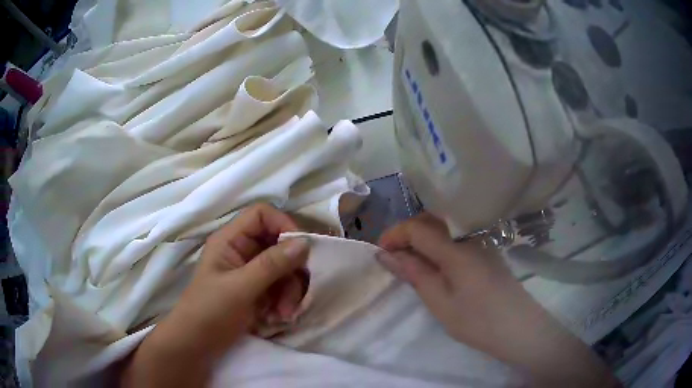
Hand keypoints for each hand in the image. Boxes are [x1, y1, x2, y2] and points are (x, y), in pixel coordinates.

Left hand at [122, 204, 309, 386]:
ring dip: (290, 291)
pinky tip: (278, 318)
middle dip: (292, 270)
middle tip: (296, 294)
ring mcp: (251, 273)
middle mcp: (242, 251)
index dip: (284, 225)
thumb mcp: (240, 288)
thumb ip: (272, 265)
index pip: (262, 215)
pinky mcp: (257, 292)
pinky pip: (281, 288)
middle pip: (279, 245)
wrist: (196, 345)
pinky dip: (285, 302)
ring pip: (284, 269)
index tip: (302, 250)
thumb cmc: (209, 312)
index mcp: (231, 240)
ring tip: (284, 315)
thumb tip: (304, 243)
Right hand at [377, 213, 619, 387]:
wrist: (520, 328)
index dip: (394, 235)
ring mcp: (482, 242)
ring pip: (445, 227)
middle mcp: (469, 236)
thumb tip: (385, 254)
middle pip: (432, 220)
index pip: (417, 227)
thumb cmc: (478, 321)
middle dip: (407, 234)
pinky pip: (458, 237)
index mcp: (456, 247)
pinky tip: (436, 264)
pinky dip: (439, 245)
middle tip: (393, 257)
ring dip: (423, 238)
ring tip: (411, 262)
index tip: (379, 252)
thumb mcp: (440, 302)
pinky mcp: (488, 251)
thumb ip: (414, 273)